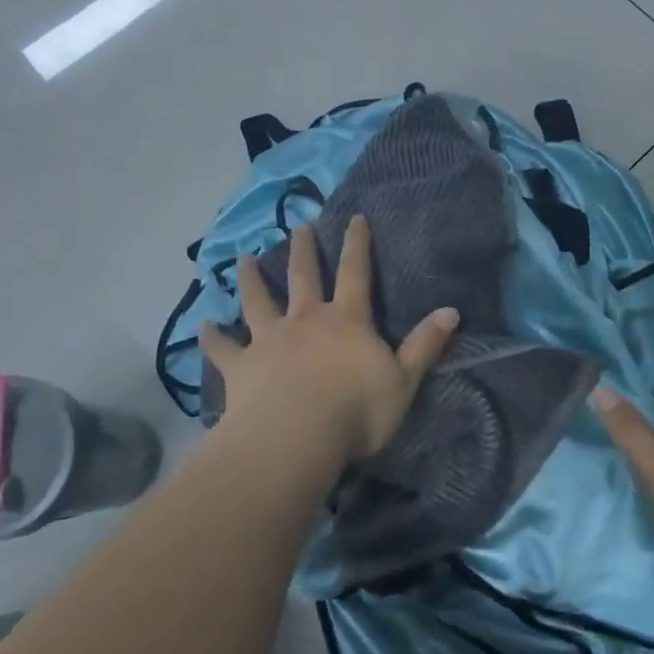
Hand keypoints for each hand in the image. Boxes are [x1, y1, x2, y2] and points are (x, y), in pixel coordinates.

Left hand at [199, 217, 459, 469]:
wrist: (298, 436)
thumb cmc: (357, 410)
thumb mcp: (404, 380)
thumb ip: (425, 345)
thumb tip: (452, 311)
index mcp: (346, 321)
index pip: (355, 273)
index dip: (357, 244)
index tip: (354, 218)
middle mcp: (306, 320)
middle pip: (303, 277)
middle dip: (302, 250)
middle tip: (297, 226)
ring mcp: (269, 340)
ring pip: (258, 301)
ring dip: (250, 279)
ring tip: (241, 258)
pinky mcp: (241, 367)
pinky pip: (223, 349)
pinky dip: (212, 337)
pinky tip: (201, 326)